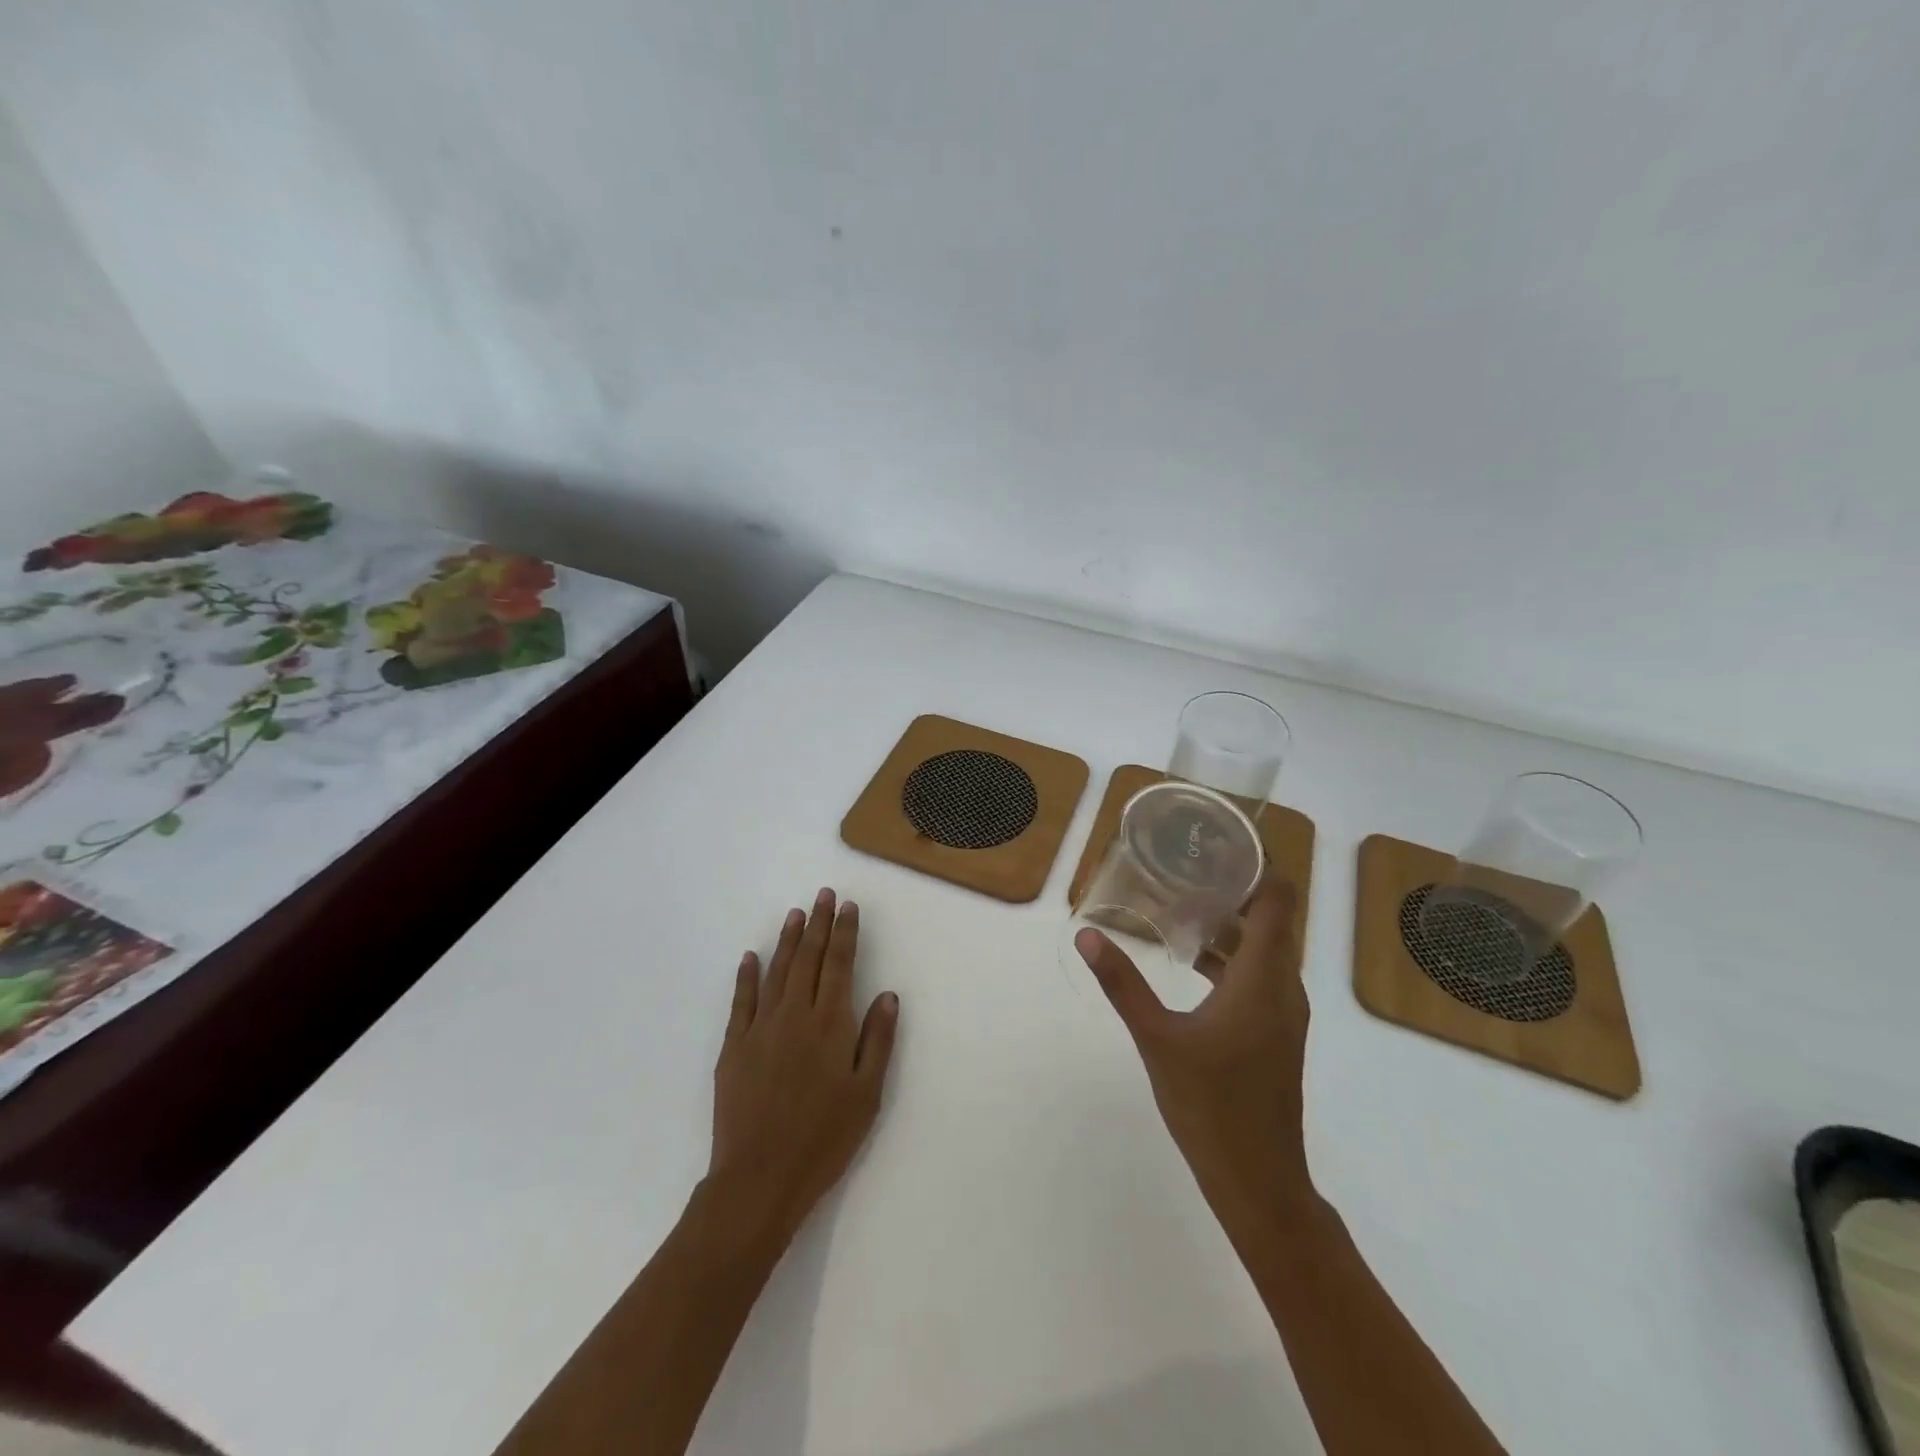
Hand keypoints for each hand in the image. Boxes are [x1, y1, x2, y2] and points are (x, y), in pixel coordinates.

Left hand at [709, 888, 899, 1245]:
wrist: (759, 1178)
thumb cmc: (823, 1139)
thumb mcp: (866, 1095)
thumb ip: (877, 1041)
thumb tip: (887, 995)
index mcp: (830, 1025)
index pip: (839, 965)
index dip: (844, 933)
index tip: (847, 906)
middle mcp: (795, 1015)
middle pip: (808, 959)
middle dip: (817, 924)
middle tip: (823, 895)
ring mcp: (760, 1028)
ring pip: (777, 972)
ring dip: (787, 940)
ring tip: (795, 914)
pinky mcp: (734, 1047)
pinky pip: (741, 1001)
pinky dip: (747, 976)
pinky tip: (750, 957)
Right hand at [1075, 879, 1311, 1221]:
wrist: (1259, 1181)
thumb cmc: (1211, 1105)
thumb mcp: (1157, 1039)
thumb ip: (1123, 983)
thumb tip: (1088, 935)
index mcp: (1263, 979)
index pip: (1280, 901)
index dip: (1259, 867)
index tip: (1220, 847)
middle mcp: (1283, 988)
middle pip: (1272, 921)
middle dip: (1236, 890)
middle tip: (1188, 868)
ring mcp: (1283, 1014)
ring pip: (1266, 951)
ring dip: (1232, 926)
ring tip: (1183, 905)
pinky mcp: (1275, 1034)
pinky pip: (1260, 977)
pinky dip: (1233, 959)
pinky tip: (1191, 962)